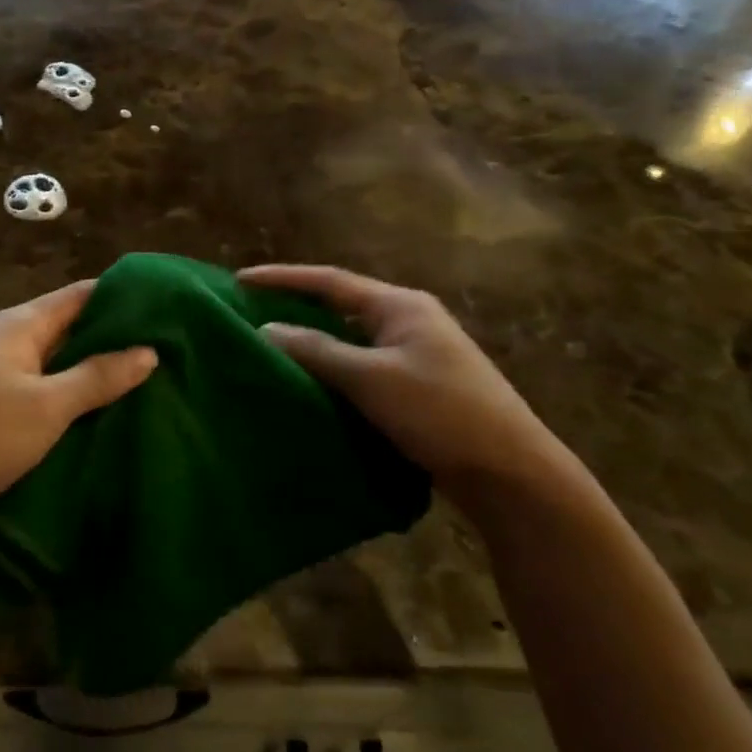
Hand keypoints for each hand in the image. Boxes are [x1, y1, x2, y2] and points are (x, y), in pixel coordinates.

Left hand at [0, 281, 155, 542]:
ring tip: (149, 388)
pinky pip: (40, 400)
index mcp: (18, 326)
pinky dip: (69, 406)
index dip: (120, 296)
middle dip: (113, 341)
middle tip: (168, 353)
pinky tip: (103, 423)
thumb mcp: (46, 404)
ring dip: (92, 378)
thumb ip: (97, 377)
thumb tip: (148, 350)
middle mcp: (7, 343)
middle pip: (68, 331)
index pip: (78, 296)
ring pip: (55, 369)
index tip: (166, 307)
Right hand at [241, 265, 587, 520]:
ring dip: (313, 339)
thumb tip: (266, 329)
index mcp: (400, 306)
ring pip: (350, 337)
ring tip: (270, 344)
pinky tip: (309, 381)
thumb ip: (316, 350)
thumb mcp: (371, 378)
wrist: (512, 474)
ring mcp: (416, 353)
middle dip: (295, 305)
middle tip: (250, 310)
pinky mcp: (417, 385)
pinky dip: (332, 367)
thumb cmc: (440, 413)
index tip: (239, 279)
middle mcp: (408, 320)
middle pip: (340, 304)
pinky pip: (362, 364)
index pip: (330, 281)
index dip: (282, 278)